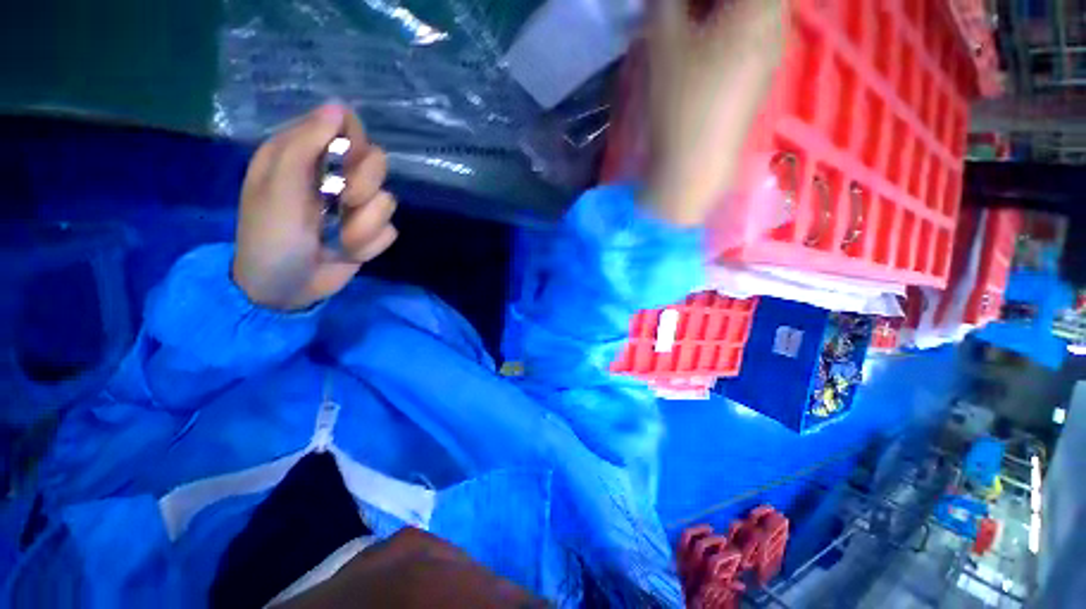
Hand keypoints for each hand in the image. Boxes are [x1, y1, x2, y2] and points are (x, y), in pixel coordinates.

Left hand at [232, 103, 396, 310]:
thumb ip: (306, 145)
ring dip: (364, 225)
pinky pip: (389, 230)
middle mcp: (334, 177)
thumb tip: (339, 107)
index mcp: (304, 156)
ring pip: (388, 201)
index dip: (353, 140)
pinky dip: (369, 244)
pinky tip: (347, 252)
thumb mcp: (279, 188)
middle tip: (343, 203)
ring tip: (340, 238)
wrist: (283, 290)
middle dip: (363, 186)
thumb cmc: (270, 237)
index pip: (344, 125)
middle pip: (376, 162)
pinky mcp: (370, 232)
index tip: (346, 161)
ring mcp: (355, 208)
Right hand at [645, 0, 785, 225]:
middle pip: (751, 0)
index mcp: (761, 7)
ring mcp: (770, 56)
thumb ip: (665, 4)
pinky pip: (749, 39)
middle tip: (680, 11)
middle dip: (710, 3)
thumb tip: (664, 0)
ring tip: (686, 28)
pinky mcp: (758, 81)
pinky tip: (699, 54)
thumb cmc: (681, 102)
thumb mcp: (663, 43)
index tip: (681, 5)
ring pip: (751, 15)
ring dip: (717, 15)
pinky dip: (725, 34)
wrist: (694, 166)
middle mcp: (776, 25)